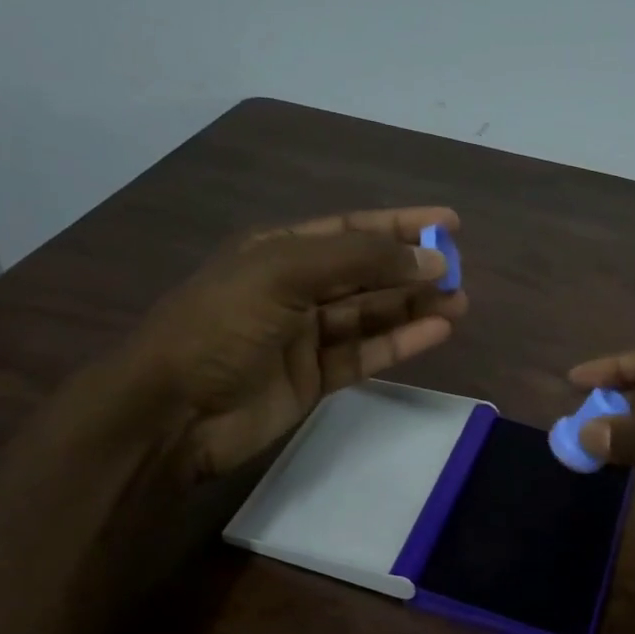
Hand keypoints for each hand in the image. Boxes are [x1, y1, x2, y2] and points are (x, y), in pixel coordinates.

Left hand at [88, 208, 465, 483]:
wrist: (174, 412)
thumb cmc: (220, 326)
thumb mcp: (283, 274)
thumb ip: (358, 261)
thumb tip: (429, 257)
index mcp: (279, 251)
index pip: (351, 229)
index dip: (399, 224)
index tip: (449, 221)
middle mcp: (295, 288)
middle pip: (366, 272)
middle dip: (412, 269)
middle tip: (461, 272)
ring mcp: (305, 337)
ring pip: (371, 315)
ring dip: (414, 307)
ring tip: (461, 302)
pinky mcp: (314, 379)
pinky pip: (365, 355)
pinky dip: (400, 343)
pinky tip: (436, 331)